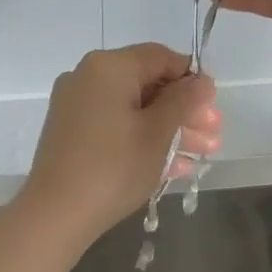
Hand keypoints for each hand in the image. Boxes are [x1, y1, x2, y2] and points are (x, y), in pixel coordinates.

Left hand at [19, 44, 220, 241]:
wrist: (57, 213)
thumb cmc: (114, 168)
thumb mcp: (158, 133)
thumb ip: (183, 101)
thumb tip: (201, 81)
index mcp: (109, 67)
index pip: (161, 57)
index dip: (192, 79)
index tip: (213, 106)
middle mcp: (88, 77)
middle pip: (148, 84)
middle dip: (184, 110)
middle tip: (214, 134)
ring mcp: (76, 106)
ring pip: (133, 109)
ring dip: (169, 129)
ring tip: (202, 154)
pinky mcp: (71, 133)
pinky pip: (115, 126)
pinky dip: (143, 139)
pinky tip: (173, 165)